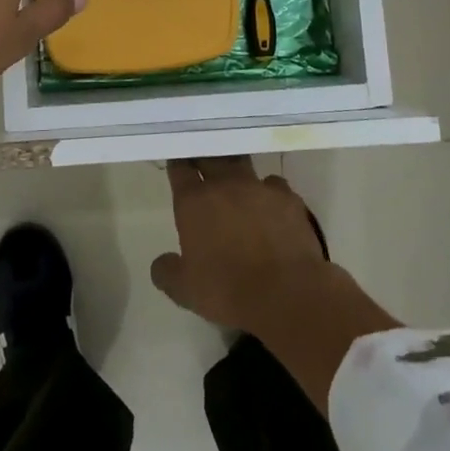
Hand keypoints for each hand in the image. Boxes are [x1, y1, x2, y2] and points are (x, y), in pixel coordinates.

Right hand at [149, 156, 328, 332]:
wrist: (286, 295)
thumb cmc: (228, 291)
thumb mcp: (185, 291)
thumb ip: (167, 272)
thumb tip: (161, 263)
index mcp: (194, 201)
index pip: (180, 168)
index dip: (178, 163)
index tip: (177, 162)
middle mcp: (225, 184)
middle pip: (210, 156)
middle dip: (203, 156)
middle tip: (202, 161)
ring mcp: (259, 187)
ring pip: (242, 163)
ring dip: (235, 168)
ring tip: (235, 178)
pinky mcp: (288, 197)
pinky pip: (274, 184)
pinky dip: (268, 191)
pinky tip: (270, 204)